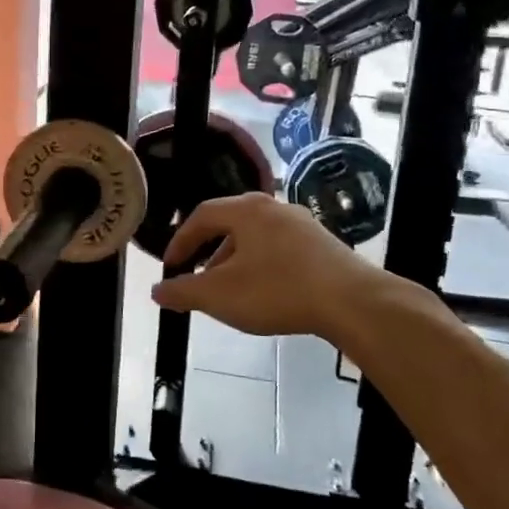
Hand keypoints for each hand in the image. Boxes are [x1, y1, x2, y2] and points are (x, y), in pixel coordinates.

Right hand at [150, 193, 391, 338]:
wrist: (351, 302)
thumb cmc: (277, 290)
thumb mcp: (220, 295)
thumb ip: (184, 292)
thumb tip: (157, 291)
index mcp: (246, 209)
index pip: (202, 216)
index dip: (181, 241)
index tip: (171, 267)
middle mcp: (274, 207)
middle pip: (230, 224)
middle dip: (208, 253)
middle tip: (197, 279)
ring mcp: (302, 224)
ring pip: (256, 238)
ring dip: (235, 261)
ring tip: (230, 291)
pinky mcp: (323, 244)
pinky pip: (279, 249)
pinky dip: (262, 265)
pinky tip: (266, 293)